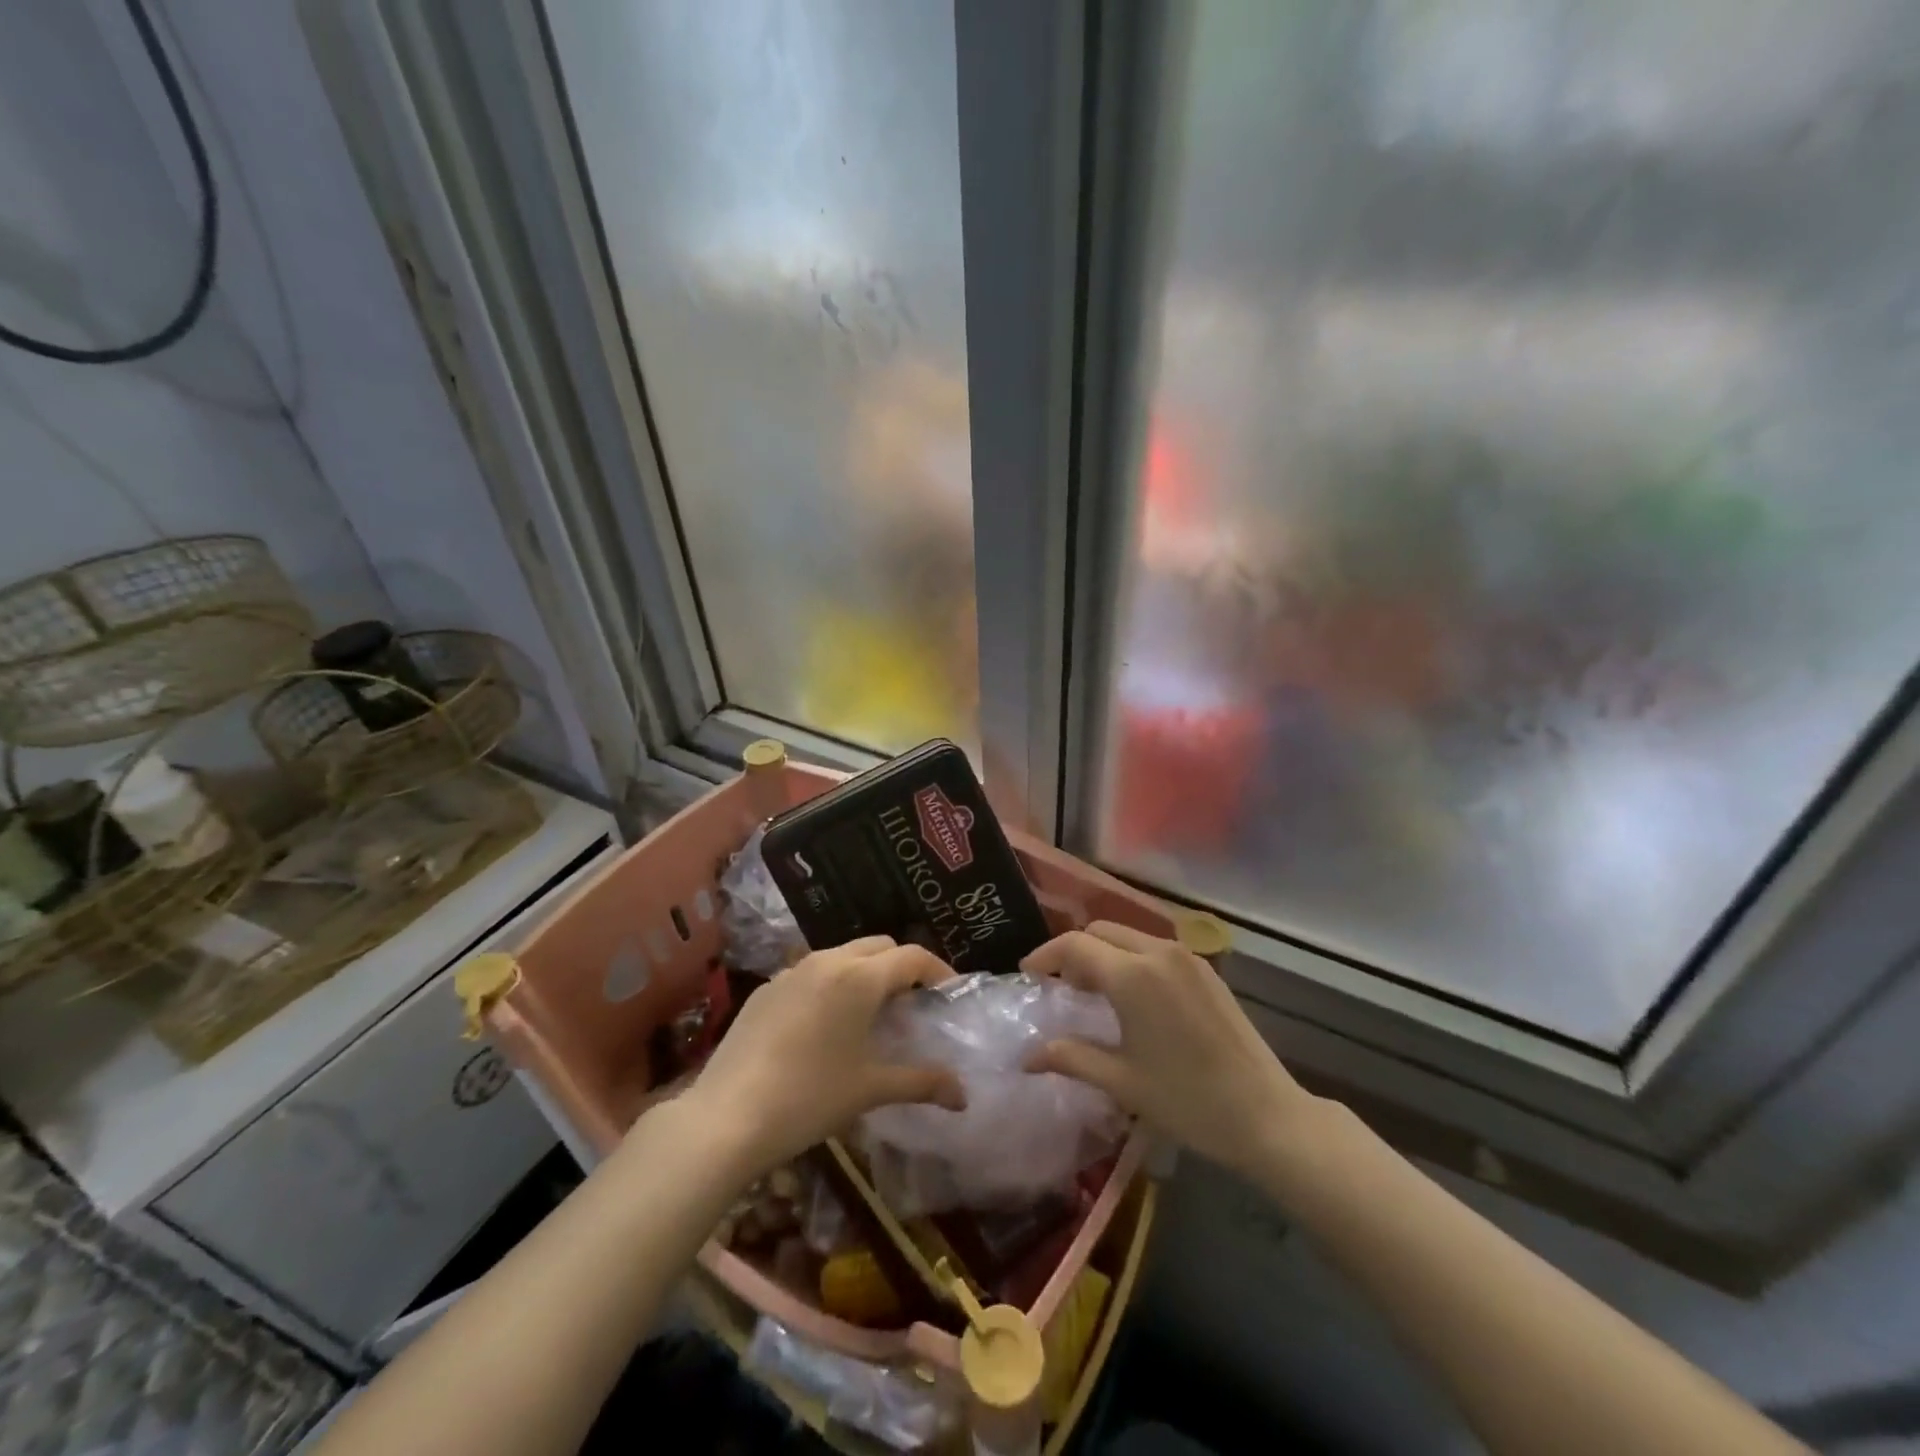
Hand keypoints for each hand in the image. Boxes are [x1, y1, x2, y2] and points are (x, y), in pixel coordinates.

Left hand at [681, 937, 966, 1177]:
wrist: (726, 1117)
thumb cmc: (809, 1098)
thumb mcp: (870, 1090)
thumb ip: (921, 1083)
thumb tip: (963, 1096)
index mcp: (860, 978)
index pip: (912, 956)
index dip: (938, 970)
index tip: (949, 993)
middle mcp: (828, 961)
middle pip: (879, 946)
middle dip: (902, 966)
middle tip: (912, 1003)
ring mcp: (791, 971)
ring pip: (842, 955)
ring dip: (865, 972)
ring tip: (871, 1012)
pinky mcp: (766, 988)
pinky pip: (810, 972)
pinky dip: (831, 984)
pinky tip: (824, 1025)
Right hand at [1024, 921, 1313, 1176]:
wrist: (1266, 1115)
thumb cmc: (1187, 1101)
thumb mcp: (1121, 1081)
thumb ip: (1070, 1057)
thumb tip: (1027, 1056)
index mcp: (1133, 976)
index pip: (1074, 945)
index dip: (1045, 956)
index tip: (1028, 975)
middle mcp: (1158, 953)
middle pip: (1100, 932)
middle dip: (1074, 952)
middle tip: (1061, 988)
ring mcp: (1186, 958)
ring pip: (1128, 936)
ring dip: (1104, 954)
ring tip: (1093, 994)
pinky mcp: (1206, 970)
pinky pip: (1155, 949)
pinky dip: (1131, 959)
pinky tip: (1133, 998)